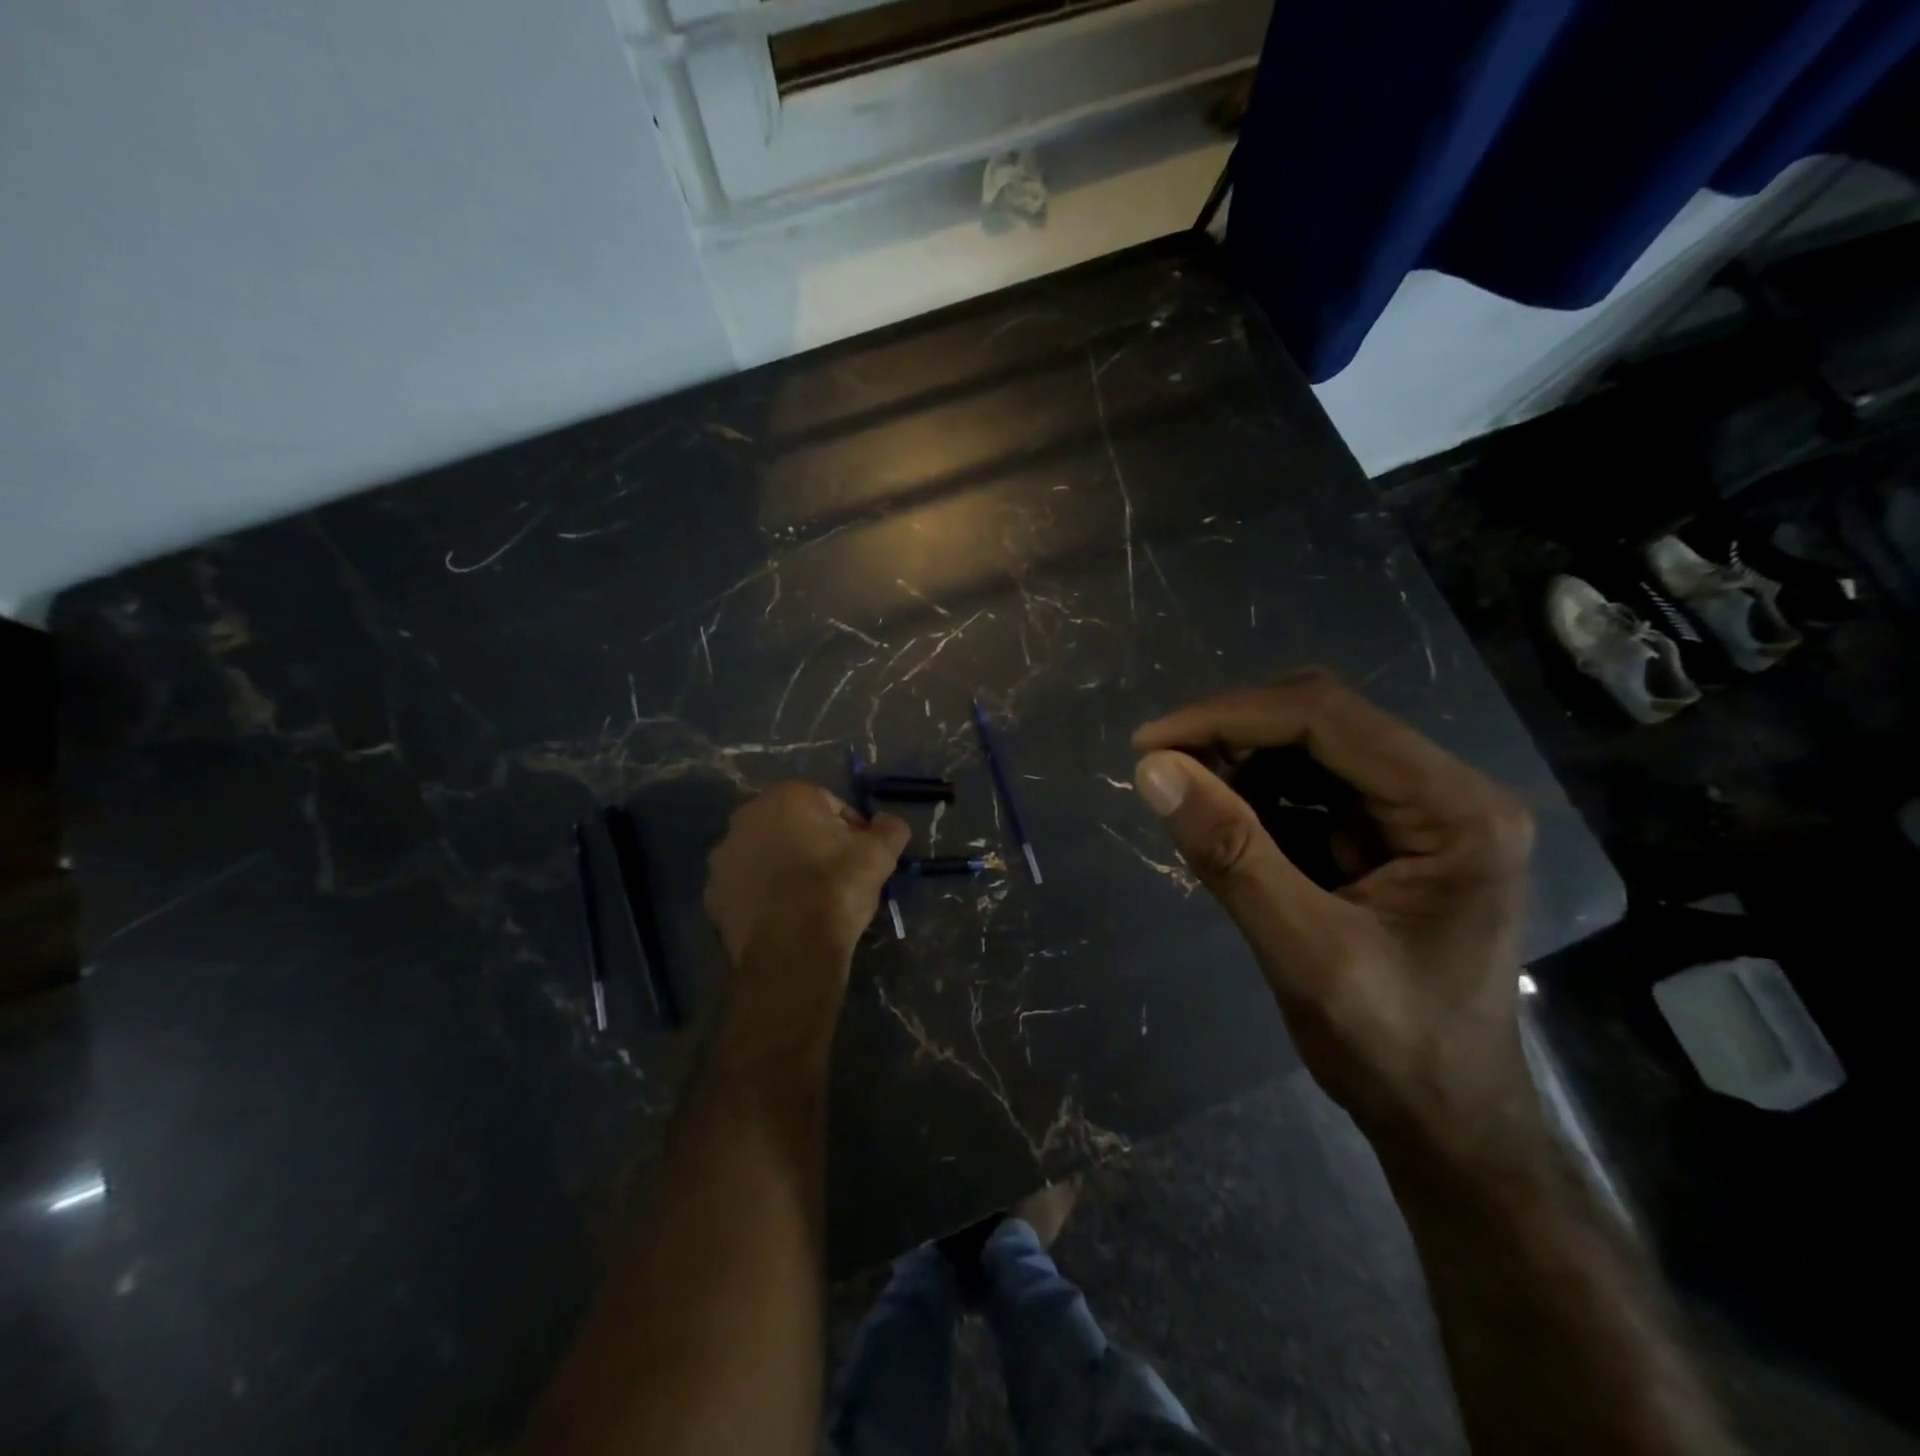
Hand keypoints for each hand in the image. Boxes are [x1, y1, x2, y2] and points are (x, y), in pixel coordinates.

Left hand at [704, 783, 908, 1051]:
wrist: (792, 950)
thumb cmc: (836, 888)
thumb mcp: (880, 854)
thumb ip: (890, 828)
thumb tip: (887, 822)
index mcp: (786, 797)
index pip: (828, 804)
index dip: (850, 829)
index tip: (861, 855)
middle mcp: (746, 817)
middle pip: (791, 826)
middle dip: (812, 844)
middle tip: (837, 874)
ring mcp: (724, 857)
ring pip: (765, 854)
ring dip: (784, 867)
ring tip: (809, 898)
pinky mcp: (712, 894)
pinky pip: (746, 886)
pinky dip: (762, 894)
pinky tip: (784, 916)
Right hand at [1131, 671, 1539, 1167]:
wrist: (1448, 1122)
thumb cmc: (1393, 1051)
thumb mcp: (1303, 953)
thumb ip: (1230, 854)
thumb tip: (1153, 770)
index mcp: (1455, 810)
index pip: (1328, 719)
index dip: (1229, 717)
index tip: (1150, 744)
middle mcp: (1448, 790)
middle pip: (1322, 719)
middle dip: (1232, 733)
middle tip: (1160, 769)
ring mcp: (1422, 809)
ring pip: (1312, 744)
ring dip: (1239, 760)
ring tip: (1183, 795)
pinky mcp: (1392, 831)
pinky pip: (1311, 784)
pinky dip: (1256, 792)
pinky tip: (1220, 818)